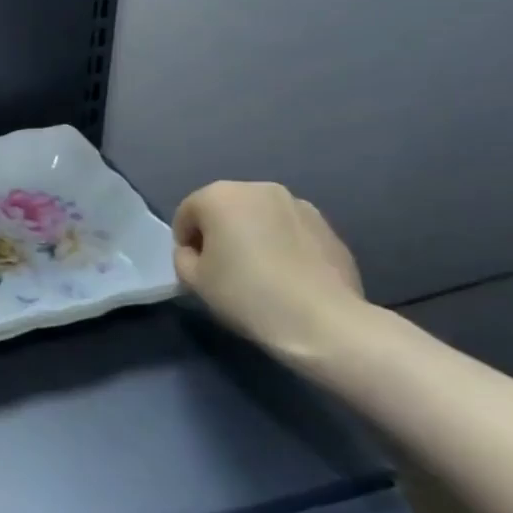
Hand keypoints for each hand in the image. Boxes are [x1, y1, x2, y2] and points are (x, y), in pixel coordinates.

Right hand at [172, 181, 370, 357]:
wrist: (324, 322)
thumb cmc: (247, 294)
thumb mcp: (193, 280)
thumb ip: (183, 257)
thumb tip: (196, 253)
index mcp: (220, 196)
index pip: (187, 213)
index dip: (185, 242)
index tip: (195, 270)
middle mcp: (259, 189)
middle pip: (225, 209)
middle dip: (220, 234)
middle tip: (224, 270)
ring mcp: (299, 205)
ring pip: (260, 218)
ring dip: (253, 237)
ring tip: (260, 273)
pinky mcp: (329, 228)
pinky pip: (290, 232)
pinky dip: (283, 246)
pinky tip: (289, 278)